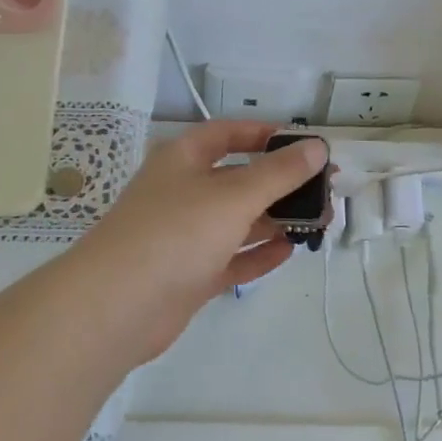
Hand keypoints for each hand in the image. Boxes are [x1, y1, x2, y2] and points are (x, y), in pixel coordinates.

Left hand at [60, 121, 329, 367]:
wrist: (116, 306)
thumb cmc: (175, 233)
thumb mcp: (233, 196)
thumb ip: (278, 173)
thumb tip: (317, 147)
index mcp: (183, 159)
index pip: (227, 134)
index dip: (265, 134)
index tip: (304, 145)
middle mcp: (183, 192)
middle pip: (238, 179)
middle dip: (281, 183)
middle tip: (324, 192)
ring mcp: (184, 236)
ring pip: (237, 221)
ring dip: (275, 220)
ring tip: (319, 222)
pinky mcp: (188, 275)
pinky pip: (230, 258)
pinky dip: (257, 254)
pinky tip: (288, 251)